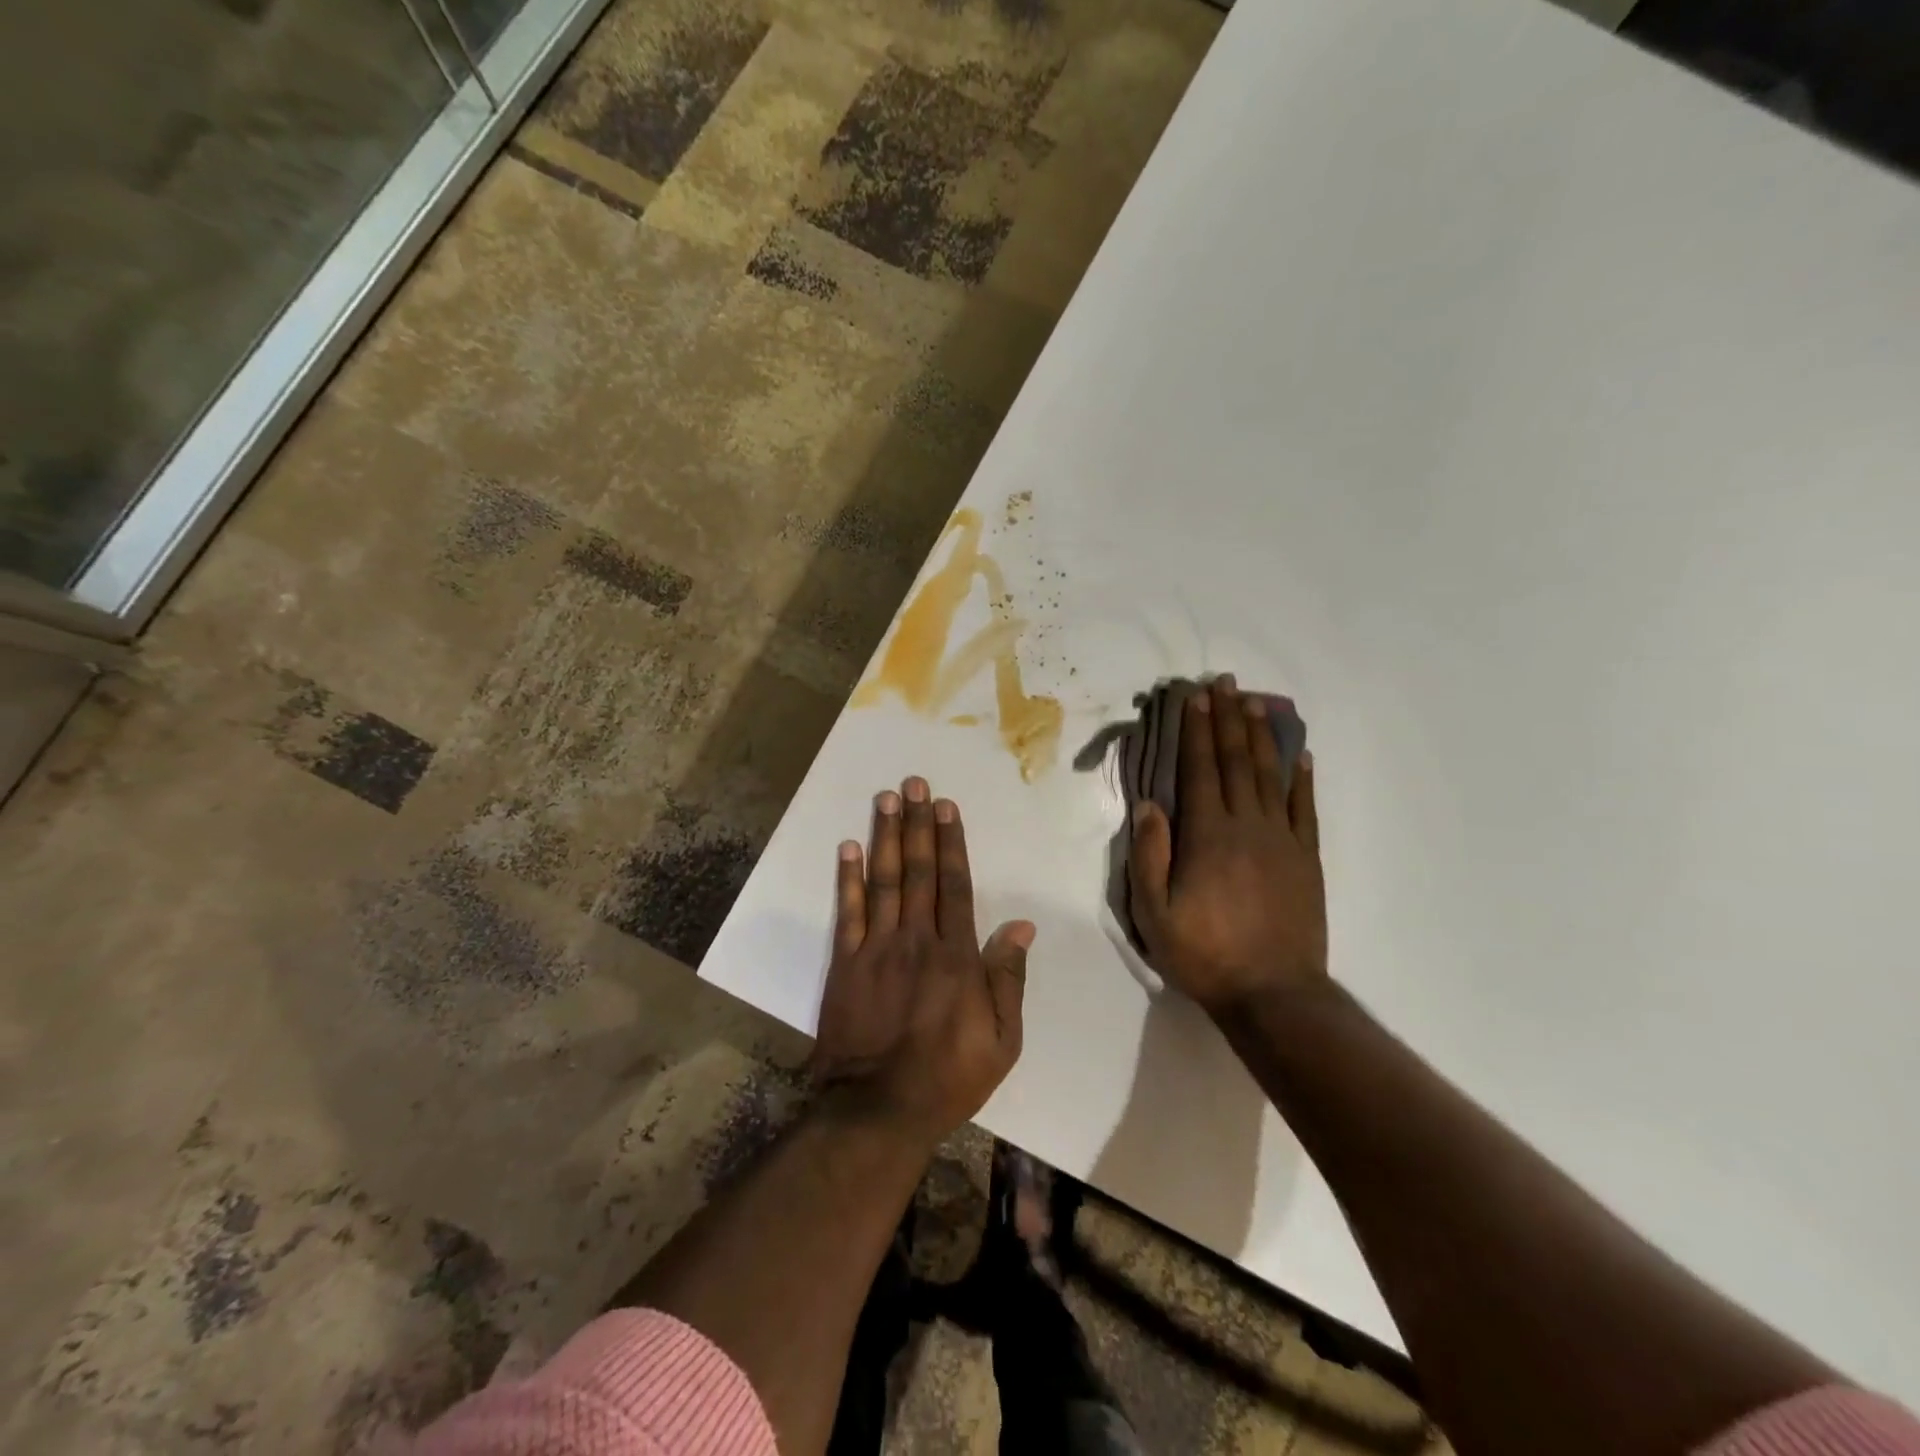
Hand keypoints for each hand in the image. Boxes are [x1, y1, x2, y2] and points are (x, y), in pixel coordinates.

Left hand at [812, 777, 1032, 1149]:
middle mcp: (917, 940)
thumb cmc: (949, 1076)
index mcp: (957, 957)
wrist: (879, 1109)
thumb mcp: (1002, 1040)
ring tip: (885, 799)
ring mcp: (877, 949)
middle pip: (918, 871)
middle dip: (918, 824)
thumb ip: (1009, 979)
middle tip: (914, 783)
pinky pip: (848, 913)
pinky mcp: (845, 965)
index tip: (947, 807)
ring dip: (885, 837)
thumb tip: (1022, 926)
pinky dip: (848, 879)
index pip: (955, 885)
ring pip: (884, 881)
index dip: (951, 842)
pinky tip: (848, 848)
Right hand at [1129, 675, 1327, 1016]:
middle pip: (1236, 761)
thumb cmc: (1204, 954)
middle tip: (1225, 682)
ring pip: (1270, 776)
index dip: (1196, 731)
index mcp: (1207, 836)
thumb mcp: (1155, 913)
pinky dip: (1302, 778)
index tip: (1194, 697)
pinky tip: (1301, 755)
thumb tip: (1149, 804)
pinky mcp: (1307, 859)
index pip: (1200, 770)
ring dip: (1261, 736)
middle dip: (1227, 718)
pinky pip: (1305, 809)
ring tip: (1256, 702)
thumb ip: (1150, 855)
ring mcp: (1282, 840)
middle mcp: (1247, 826)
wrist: (1274, 994)